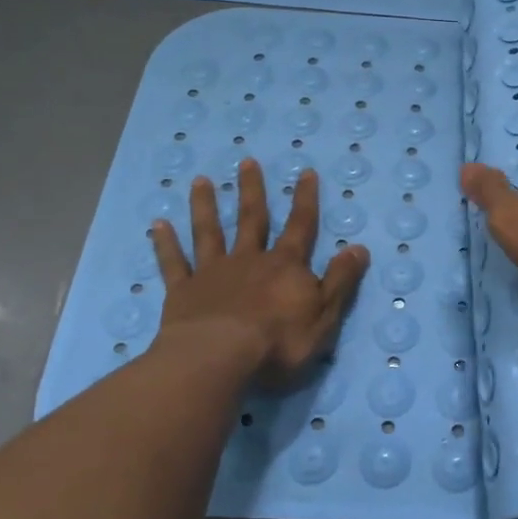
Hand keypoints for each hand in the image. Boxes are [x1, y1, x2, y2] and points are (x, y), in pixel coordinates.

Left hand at [149, 161, 368, 388]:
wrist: (220, 357)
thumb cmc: (279, 341)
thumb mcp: (324, 314)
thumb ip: (340, 281)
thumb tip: (359, 248)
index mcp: (285, 266)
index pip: (300, 226)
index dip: (305, 199)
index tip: (305, 172)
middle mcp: (249, 260)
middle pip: (252, 219)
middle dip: (252, 190)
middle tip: (246, 162)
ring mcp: (213, 273)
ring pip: (209, 232)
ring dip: (206, 206)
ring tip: (200, 181)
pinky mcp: (184, 291)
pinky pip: (174, 263)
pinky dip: (166, 244)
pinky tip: (158, 225)